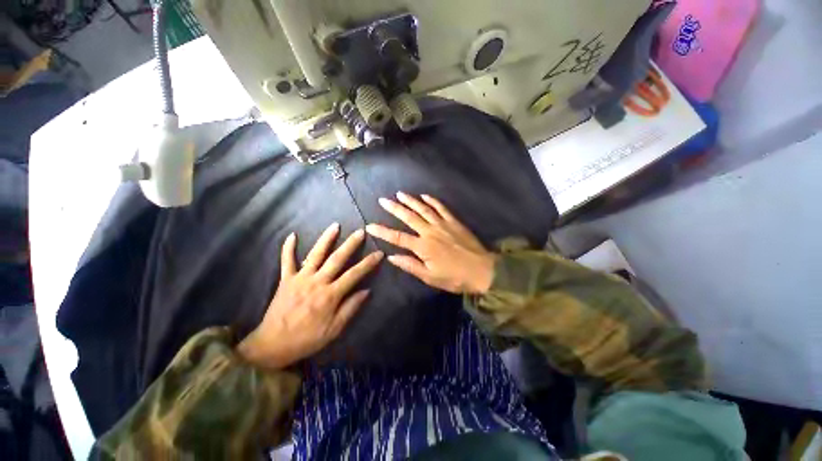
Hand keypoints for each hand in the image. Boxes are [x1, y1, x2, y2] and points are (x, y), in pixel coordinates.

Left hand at [237, 224, 382, 368]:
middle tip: (360, 231)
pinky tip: (292, 235)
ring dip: (326, 239)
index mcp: (330, 295)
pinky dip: (288, 248)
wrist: (273, 345)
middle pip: (337, 259)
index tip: (379, 253)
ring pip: (315, 254)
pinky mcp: (285, 280)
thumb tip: (366, 291)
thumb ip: (350, 308)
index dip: (368, 263)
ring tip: (335, 226)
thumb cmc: (307, 338)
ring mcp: (300, 278)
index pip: (354, 274)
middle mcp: (317, 282)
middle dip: (350, 244)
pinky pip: (286, 261)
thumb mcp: (334, 330)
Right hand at [366, 192, 495, 294]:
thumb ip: (410, 265)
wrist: (482, 271)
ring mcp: (443, 224)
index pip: (398, 237)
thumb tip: (391, 257)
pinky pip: (441, 208)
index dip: (383, 231)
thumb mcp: (430, 277)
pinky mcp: (454, 222)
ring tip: (400, 194)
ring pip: (424, 209)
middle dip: (394, 208)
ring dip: (411, 201)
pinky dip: (432, 201)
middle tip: (383, 200)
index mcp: (423, 247)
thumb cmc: (455, 277)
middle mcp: (430, 232)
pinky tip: (425, 196)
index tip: (370, 225)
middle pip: (409, 217)